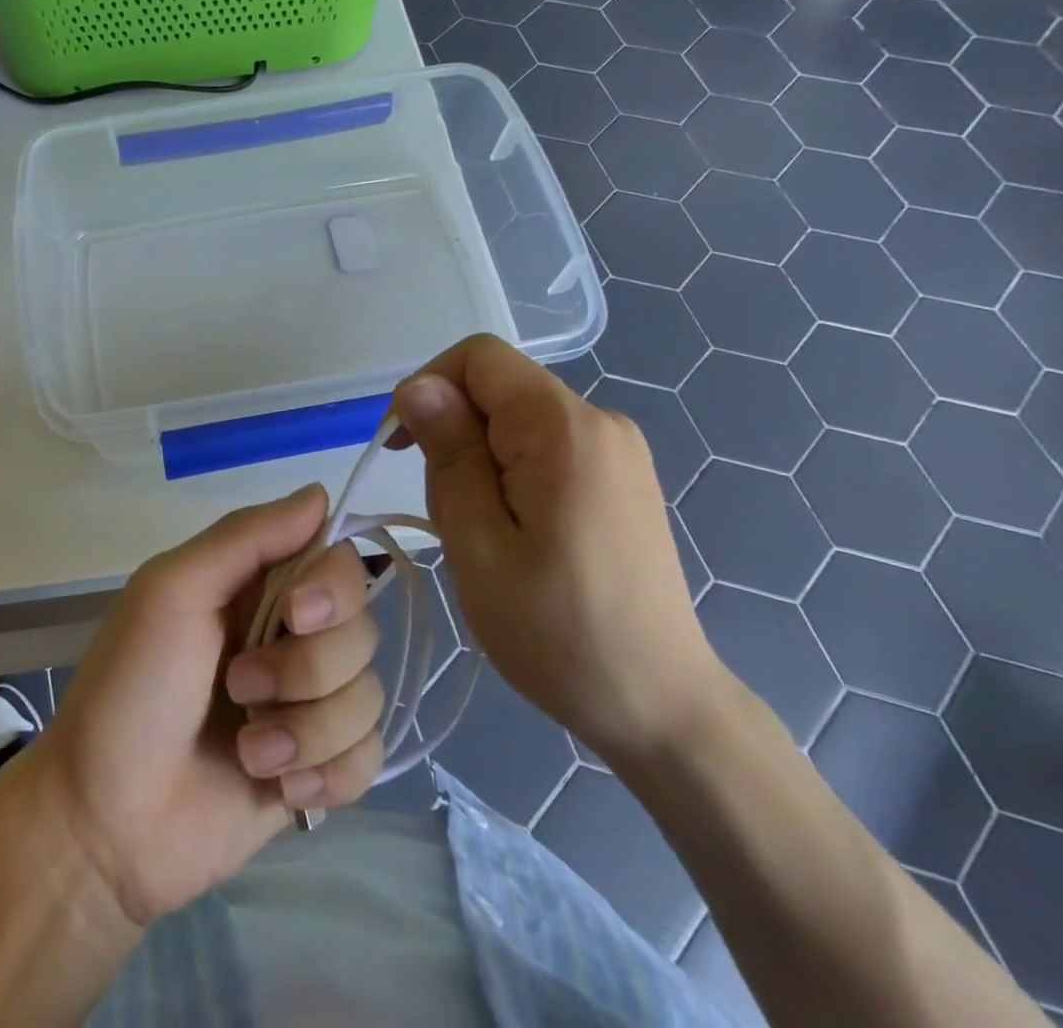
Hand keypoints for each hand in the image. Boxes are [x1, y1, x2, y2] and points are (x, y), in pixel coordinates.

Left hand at [6, 487, 384, 927]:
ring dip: (307, 730)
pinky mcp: (317, 768)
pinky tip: (278, 787)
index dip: (332, 588)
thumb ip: (245, 536)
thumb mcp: (172, 591)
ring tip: (250, 750)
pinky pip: (370, 758)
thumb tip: (320, 492)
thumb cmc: (130, 689)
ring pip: (368, 695)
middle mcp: (289, 635)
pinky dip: (327, 774)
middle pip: (362, 628)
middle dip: (309, 668)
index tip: (296, 615)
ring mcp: (306, 704)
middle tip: (241, 688)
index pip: (338, 560)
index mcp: (255, 586)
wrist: (106, 823)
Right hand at [391, 335, 727, 767]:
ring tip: (481, 535)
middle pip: (496, 389)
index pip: (478, 357)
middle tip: (450, 515)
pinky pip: (542, 445)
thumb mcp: (477, 542)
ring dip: (477, 461)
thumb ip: (449, 454)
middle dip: (454, 436)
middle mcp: (599, 421)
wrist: (659, 706)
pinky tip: (512, 533)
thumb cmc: (555, 631)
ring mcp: (617, 449)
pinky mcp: (620, 476)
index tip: (403, 448)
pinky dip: (508, 473)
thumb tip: (418, 387)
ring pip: (514, 420)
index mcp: (563, 428)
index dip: (428, 386)